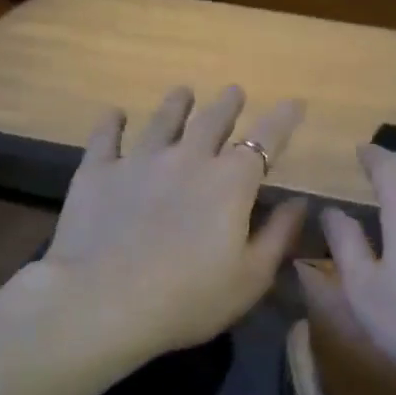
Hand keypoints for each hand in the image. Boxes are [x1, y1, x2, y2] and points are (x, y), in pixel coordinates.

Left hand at [20, 86, 306, 362]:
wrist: (103, 303)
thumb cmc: (189, 298)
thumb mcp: (251, 277)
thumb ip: (278, 235)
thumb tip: (299, 202)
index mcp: (230, 182)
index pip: (266, 140)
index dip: (283, 119)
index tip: (295, 103)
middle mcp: (187, 159)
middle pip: (212, 121)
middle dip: (227, 104)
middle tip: (233, 92)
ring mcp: (139, 161)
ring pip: (162, 121)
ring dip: (176, 105)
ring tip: (183, 92)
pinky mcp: (97, 173)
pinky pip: (106, 137)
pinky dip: (112, 122)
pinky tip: (115, 114)